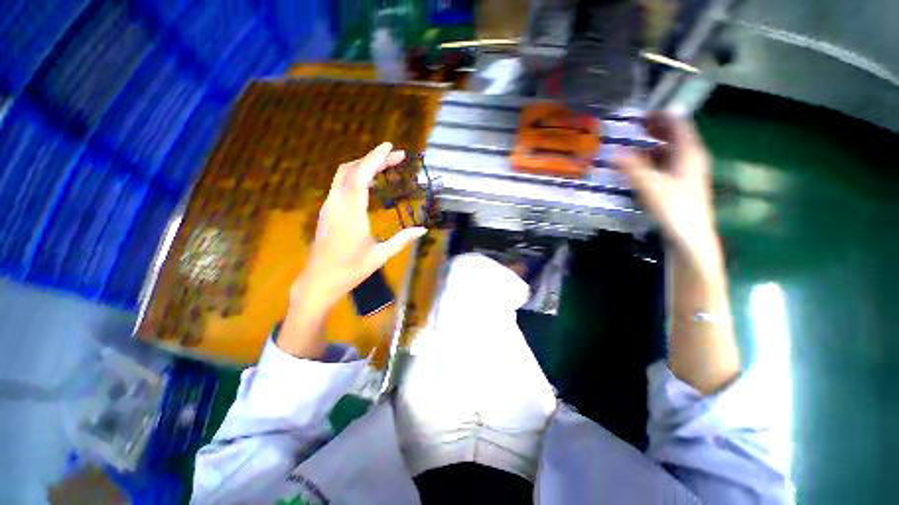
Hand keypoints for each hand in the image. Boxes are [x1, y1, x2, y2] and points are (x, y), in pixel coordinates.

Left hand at [292, 142, 426, 308]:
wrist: (319, 281)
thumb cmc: (350, 270)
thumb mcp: (380, 255)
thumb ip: (402, 240)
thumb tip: (423, 230)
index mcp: (351, 213)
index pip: (362, 175)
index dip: (376, 158)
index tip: (390, 147)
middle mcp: (337, 203)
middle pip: (353, 169)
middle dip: (374, 159)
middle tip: (397, 157)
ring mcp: (329, 206)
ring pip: (344, 175)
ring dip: (364, 166)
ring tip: (386, 167)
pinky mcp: (327, 211)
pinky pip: (341, 185)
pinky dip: (356, 177)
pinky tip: (369, 184)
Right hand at [618, 113, 720, 268]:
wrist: (691, 236)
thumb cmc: (674, 207)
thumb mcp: (649, 185)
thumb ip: (631, 166)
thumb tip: (612, 150)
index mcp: (689, 153)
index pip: (679, 124)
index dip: (662, 116)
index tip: (642, 114)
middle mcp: (692, 158)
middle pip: (676, 136)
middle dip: (657, 129)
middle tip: (636, 128)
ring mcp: (689, 172)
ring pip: (672, 152)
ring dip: (654, 147)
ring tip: (634, 148)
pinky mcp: (683, 185)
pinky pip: (669, 165)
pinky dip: (655, 162)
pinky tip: (642, 169)